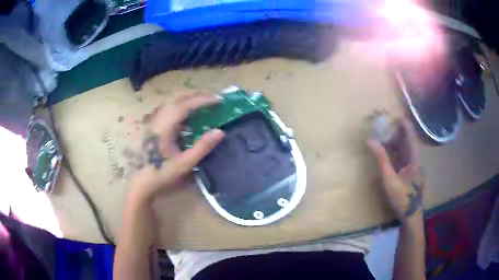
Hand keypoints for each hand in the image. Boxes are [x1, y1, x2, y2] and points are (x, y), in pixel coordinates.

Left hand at [127, 91, 224, 202]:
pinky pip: (168, 111)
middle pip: (176, 99)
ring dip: (187, 100)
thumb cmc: (162, 173)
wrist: (141, 182)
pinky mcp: (153, 128)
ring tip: (201, 104)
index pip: (185, 106)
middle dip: (195, 95)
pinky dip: (180, 109)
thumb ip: (202, 147)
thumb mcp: (185, 163)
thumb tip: (220, 131)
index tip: (217, 100)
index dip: (202, 100)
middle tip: (211, 99)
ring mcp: (154, 123)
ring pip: (171, 103)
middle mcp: (158, 120)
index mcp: (165, 127)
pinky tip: (187, 120)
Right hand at [367, 117, 423, 222]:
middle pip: (408, 139)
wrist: (411, 216)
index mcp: (414, 158)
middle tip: (386, 120)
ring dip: (396, 138)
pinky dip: (395, 148)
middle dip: (398, 128)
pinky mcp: (409, 171)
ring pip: (405, 147)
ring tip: (385, 129)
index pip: (410, 135)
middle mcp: (415, 159)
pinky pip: (403, 155)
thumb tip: (371, 141)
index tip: (394, 113)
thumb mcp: (389, 180)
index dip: (403, 123)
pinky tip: (388, 146)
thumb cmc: (402, 198)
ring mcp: (413, 165)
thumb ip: (382, 160)